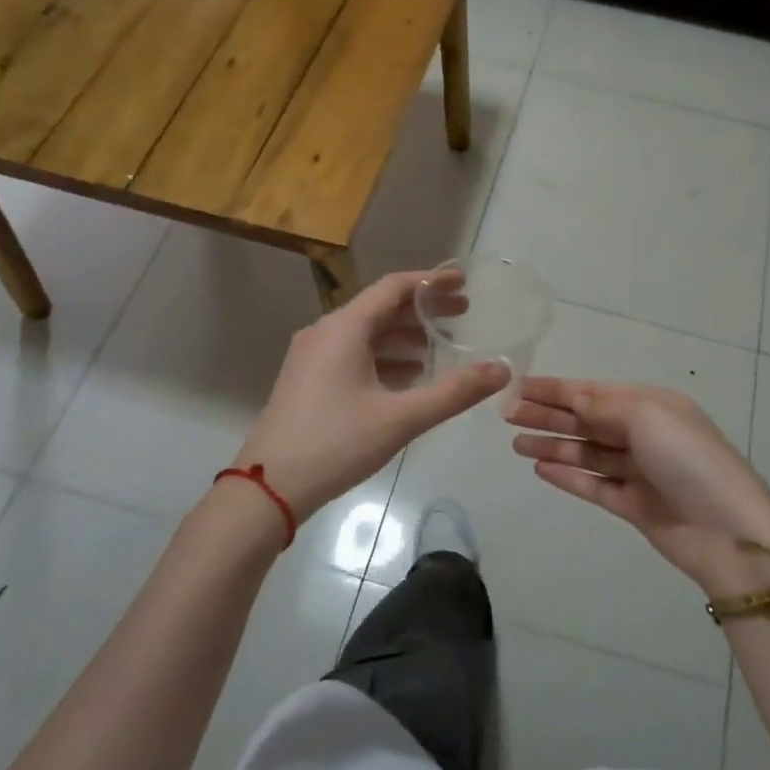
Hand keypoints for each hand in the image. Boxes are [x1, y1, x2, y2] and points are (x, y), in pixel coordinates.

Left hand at [233, 270, 508, 519]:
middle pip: (381, 308)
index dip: (432, 281)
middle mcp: (325, 332)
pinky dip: (384, 357)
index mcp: (344, 328)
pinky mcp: (308, 379)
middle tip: (463, 313)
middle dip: (423, 310)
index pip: (394, 287)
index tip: (464, 283)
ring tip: (442, 346)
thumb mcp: (401, 418)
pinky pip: (353, 354)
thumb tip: (502, 370)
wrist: (267, 487)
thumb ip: (454, 392)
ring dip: (405, 335)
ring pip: (366, 333)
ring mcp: (312, 356)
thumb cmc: (335, 443)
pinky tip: (409, 376)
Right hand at [508, 378, 769, 591]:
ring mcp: (638, 472)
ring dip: (553, 445)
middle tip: (508, 415)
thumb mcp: (649, 418)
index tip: (520, 387)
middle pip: (587, 421)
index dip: (557, 389)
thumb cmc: (689, 461)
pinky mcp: (633, 506)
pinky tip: (541, 469)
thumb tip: (574, 399)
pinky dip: (568, 476)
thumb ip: (605, 406)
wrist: (730, 534)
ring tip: (516, 443)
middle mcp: (644, 434)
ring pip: (586, 453)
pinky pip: (594, 485)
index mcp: (652, 406)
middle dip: (549, 416)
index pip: (595, 392)